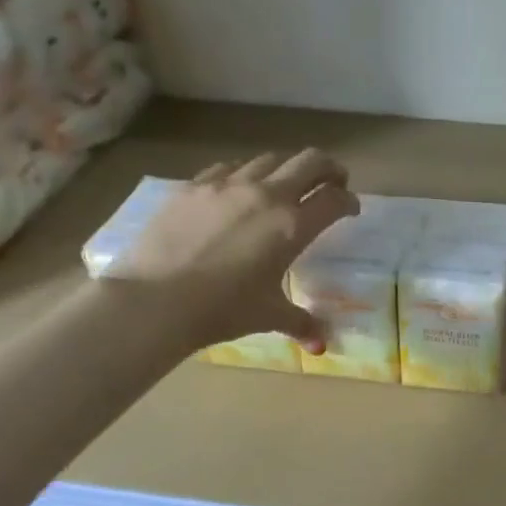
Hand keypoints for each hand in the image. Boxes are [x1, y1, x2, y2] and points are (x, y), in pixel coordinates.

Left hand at [111, 150, 358, 352]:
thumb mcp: (268, 317)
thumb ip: (301, 324)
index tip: (349, 209)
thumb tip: (321, 346)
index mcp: (291, 226)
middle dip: (328, 169)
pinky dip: (244, 174)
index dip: (348, 201)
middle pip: (309, 162)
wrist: (155, 299)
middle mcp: (264, 194)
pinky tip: (237, 192)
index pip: (333, 200)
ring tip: (284, 186)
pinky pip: (228, 168)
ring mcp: (226, 184)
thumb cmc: (222, 309)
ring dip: (285, 169)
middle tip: (332, 182)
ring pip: (268, 159)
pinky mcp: (193, 186)